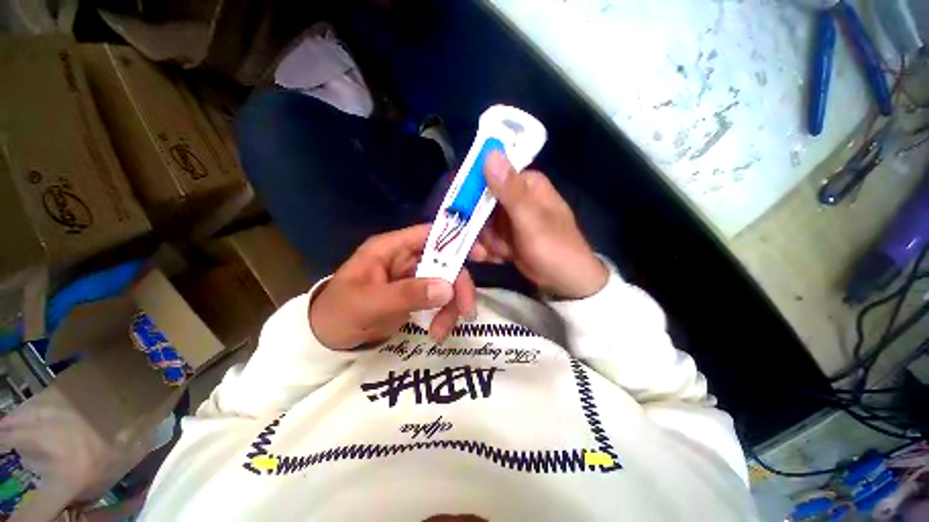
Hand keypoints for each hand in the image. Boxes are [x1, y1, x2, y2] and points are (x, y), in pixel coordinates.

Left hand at [309, 224, 488, 348]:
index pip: (430, 233)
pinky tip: (436, 333)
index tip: (480, 256)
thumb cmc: (339, 314)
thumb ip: (407, 294)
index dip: (456, 239)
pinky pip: (439, 300)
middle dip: (458, 287)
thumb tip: (448, 287)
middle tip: (466, 312)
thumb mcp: (369, 304)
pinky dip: (443, 315)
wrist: (326, 340)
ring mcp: (412, 277)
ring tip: (441, 333)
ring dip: (451, 307)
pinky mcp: (416, 295)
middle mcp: (405, 258)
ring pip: (445, 283)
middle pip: (445, 262)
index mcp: (390, 248)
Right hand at [480, 152, 607, 299]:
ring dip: (483, 241)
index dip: (470, 189)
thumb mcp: (531, 220)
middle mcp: (516, 197)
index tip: (455, 207)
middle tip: (477, 244)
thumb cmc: (555, 248)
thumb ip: (509, 190)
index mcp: (526, 184)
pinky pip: (488, 238)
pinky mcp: (508, 236)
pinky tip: (497, 259)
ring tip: (492, 254)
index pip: (490, 175)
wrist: (567, 282)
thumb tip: (490, 152)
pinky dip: (489, 249)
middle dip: (477, 225)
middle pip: (481, 202)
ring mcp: (511, 218)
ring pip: (482, 223)